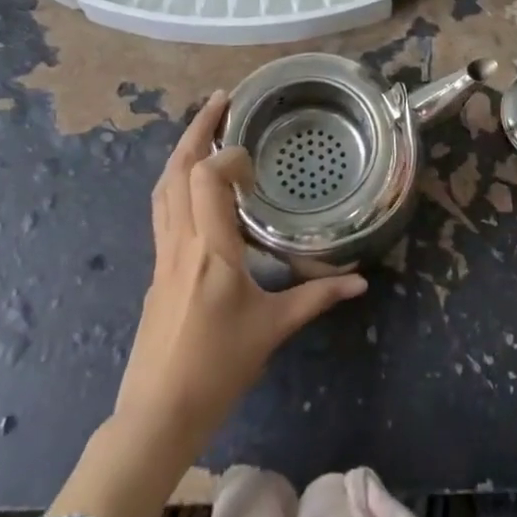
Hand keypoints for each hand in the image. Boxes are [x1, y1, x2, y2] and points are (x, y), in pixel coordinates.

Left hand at [47, 90, 365, 516]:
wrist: (156, 416)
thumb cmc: (217, 368)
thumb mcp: (273, 329)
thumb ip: (317, 298)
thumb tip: (361, 281)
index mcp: (210, 250)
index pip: (207, 179)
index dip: (229, 157)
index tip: (254, 160)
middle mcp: (180, 243)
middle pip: (176, 171)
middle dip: (197, 130)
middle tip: (221, 100)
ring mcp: (162, 256)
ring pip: (162, 189)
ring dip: (182, 152)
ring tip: (205, 130)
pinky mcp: (156, 271)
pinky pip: (162, 210)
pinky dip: (177, 182)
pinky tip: (195, 187)